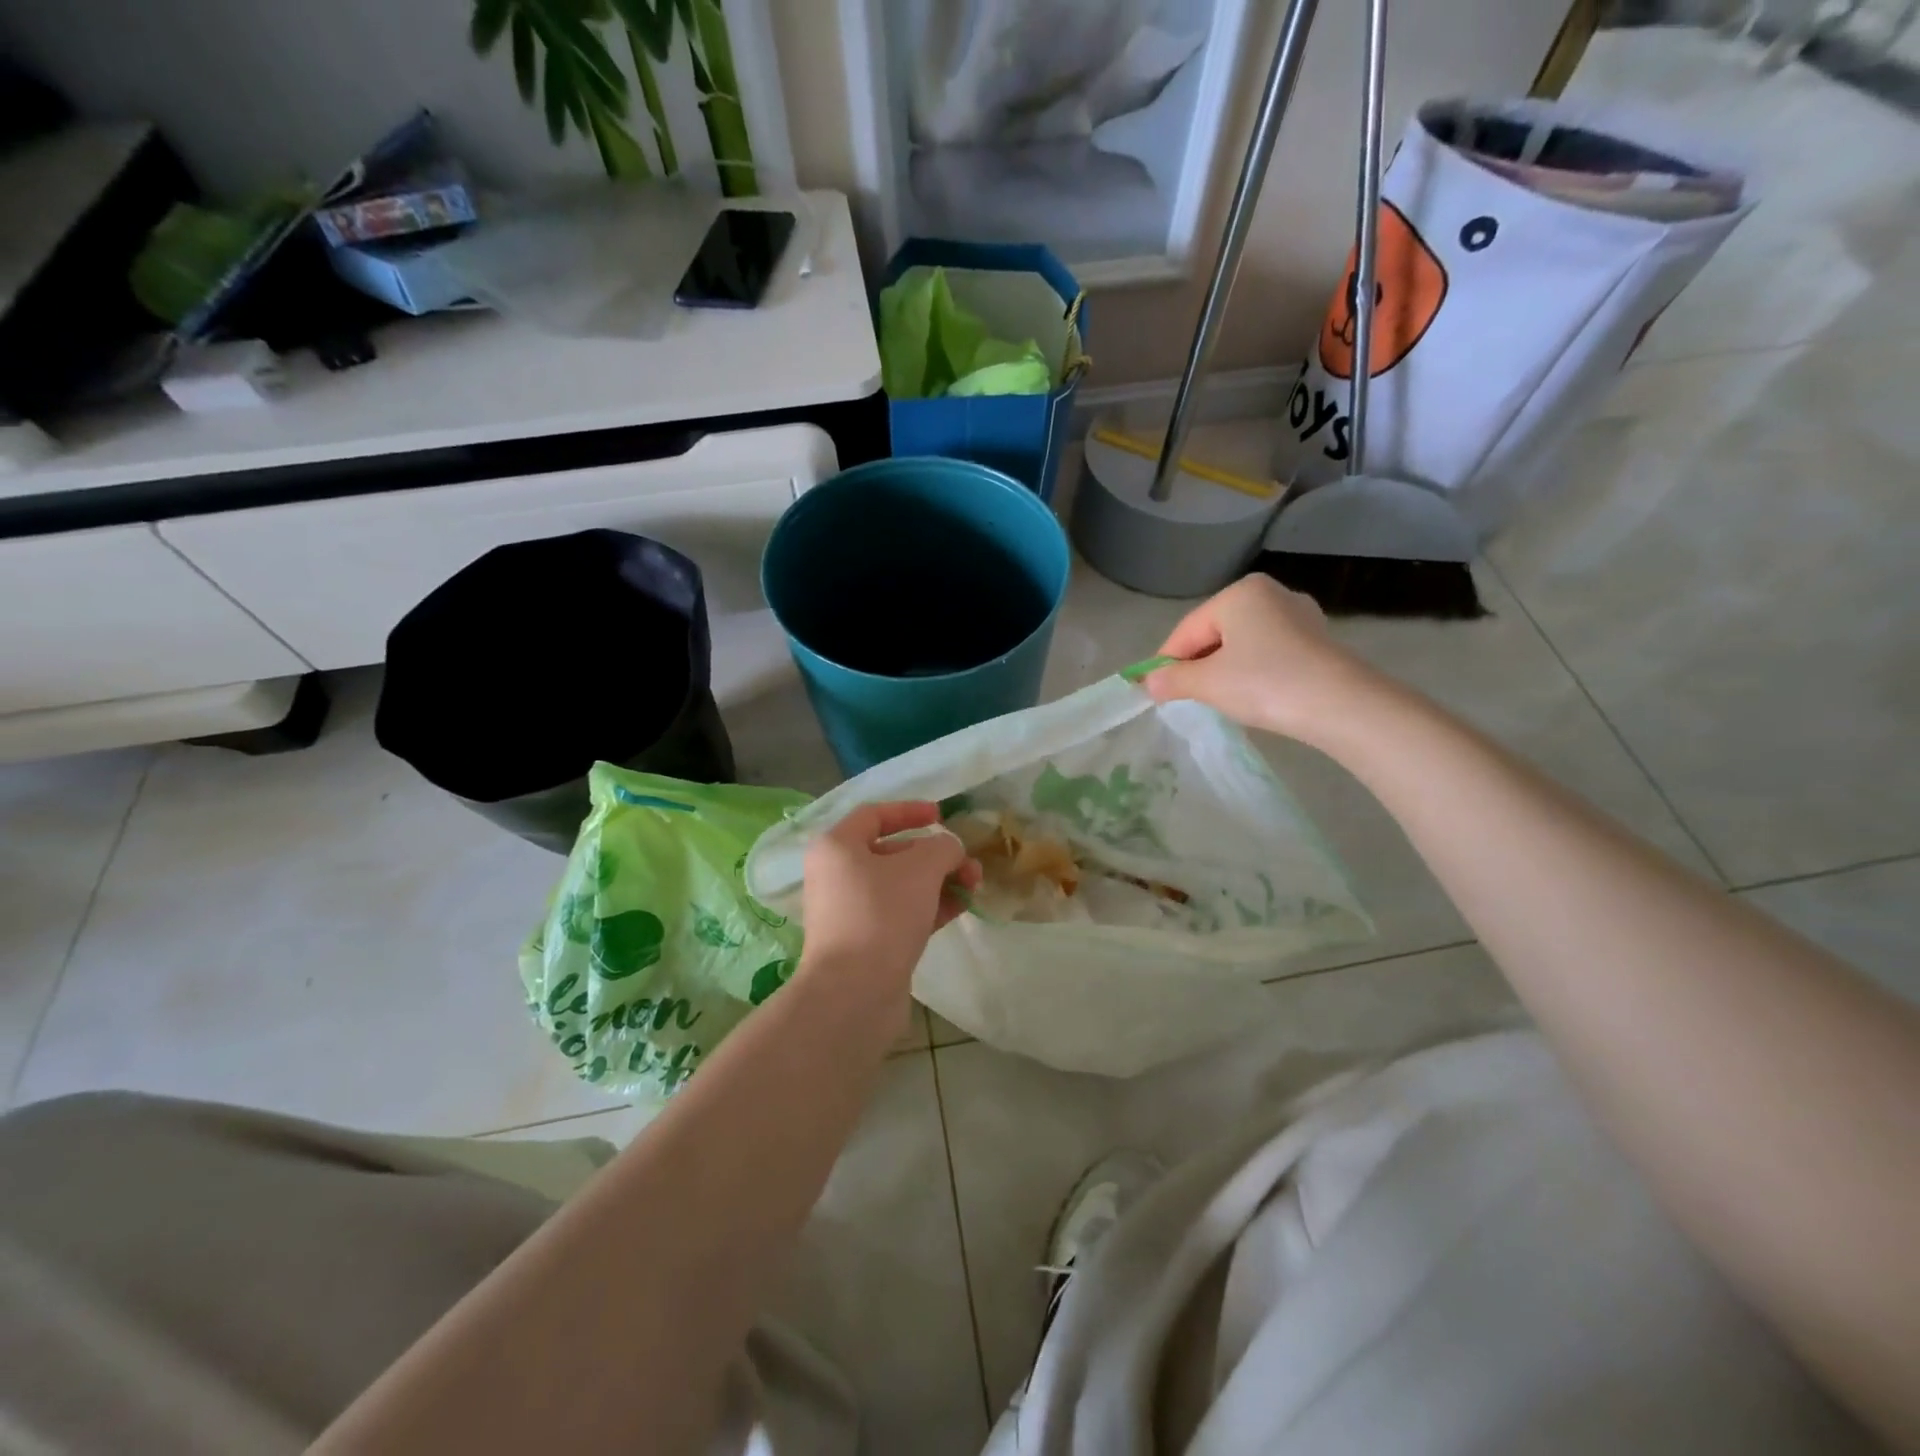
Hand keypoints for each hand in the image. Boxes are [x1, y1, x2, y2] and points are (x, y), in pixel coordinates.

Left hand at [799, 802, 980, 991]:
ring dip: (939, 881)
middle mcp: (837, 875)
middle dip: (935, 855)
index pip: (874, 815)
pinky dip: (930, 906)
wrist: (854, 993)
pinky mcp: (866, 942)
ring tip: (974, 886)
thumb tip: (949, 850)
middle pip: (892, 852)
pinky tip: (961, 907)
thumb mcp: (921, 868)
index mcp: (837, 847)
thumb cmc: (882, 914)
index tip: (943, 816)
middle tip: (969, 864)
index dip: (910, 811)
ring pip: (901, 885)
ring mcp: (851, 911)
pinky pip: (901, 913)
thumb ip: (942, 848)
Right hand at [1144, 577, 1386, 744]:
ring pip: (1243, 642)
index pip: (1187, 629)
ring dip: (1224, 668)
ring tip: (1220, 699)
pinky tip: (1254, 694)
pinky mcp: (1318, 639)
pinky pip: (1269, 652)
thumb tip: (1149, 682)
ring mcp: (1299, 615)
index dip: (1166, 661)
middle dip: (1197, 664)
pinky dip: (1253, 670)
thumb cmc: (1264, 683)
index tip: (1153, 690)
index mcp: (1239, 593)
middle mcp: (1270, 593)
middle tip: (1185, 697)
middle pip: (1215, 632)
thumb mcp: (1207, 683)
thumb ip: (1172, 679)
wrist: (1340, 705)